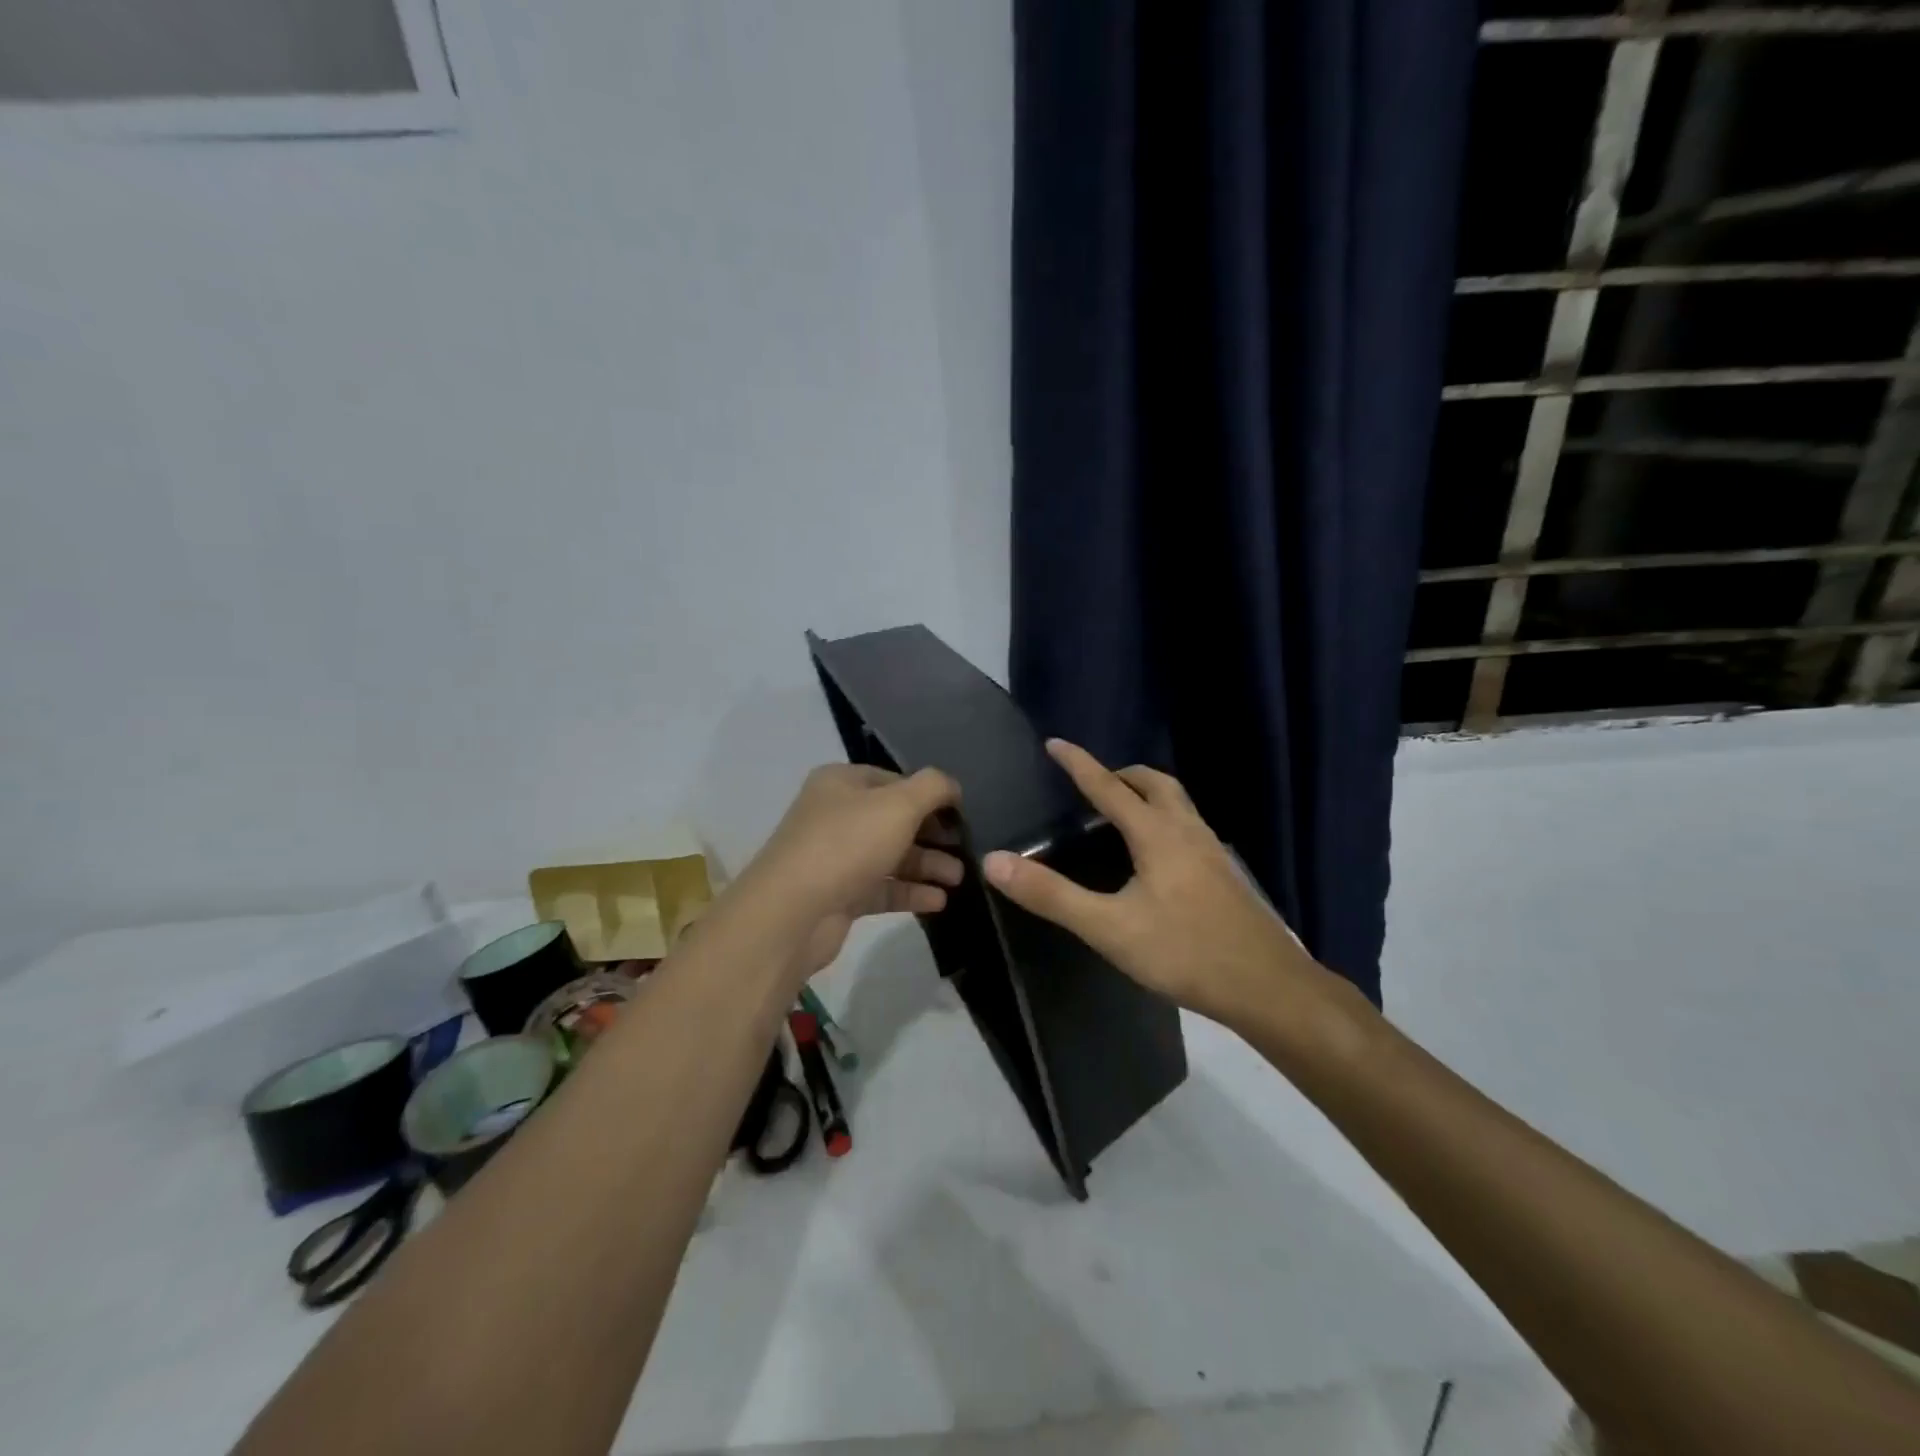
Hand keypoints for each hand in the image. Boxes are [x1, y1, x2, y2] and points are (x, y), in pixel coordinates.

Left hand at [738, 764, 963, 979]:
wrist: (792, 912)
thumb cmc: (848, 843)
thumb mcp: (899, 804)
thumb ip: (933, 788)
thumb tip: (952, 787)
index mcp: (842, 783)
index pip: (895, 780)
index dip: (929, 795)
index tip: (961, 814)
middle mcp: (836, 815)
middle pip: (894, 820)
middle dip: (932, 835)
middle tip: (965, 849)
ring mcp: (835, 857)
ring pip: (890, 856)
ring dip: (926, 865)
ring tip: (958, 879)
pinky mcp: (839, 895)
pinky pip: (882, 888)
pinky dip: (910, 892)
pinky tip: (938, 901)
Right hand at [982, 740, 1322, 1027]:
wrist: (1266, 986)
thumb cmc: (1184, 952)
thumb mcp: (1108, 928)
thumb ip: (1051, 895)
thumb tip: (994, 862)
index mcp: (1156, 834)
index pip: (1109, 787)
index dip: (1079, 764)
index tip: (1055, 743)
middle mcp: (1187, 831)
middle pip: (1154, 784)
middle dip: (1121, 775)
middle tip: (1093, 783)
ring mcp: (1212, 852)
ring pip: (1178, 803)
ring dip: (1147, 794)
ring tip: (1121, 813)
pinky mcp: (1224, 875)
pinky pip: (1189, 826)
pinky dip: (1165, 819)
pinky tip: (1158, 856)